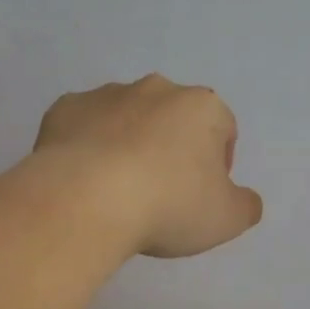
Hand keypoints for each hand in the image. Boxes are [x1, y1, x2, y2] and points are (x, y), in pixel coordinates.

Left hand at [34, 75, 262, 257]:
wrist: (86, 200)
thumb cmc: (169, 205)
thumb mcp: (227, 219)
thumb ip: (245, 205)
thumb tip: (245, 200)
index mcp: (202, 107)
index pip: (223, 128)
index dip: (217, 163)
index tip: (202, 196)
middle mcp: (156, 89)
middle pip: (172, 118)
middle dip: (170, 147)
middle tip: (161, 193)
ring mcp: (106, 95)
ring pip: (126, 118)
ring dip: (127, 143)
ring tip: (117, 189)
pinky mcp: (64, 109)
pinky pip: (83, 126)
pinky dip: (86, 146)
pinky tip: (83, 180)